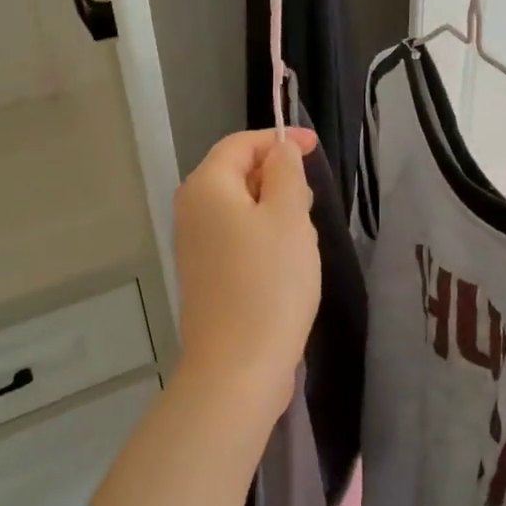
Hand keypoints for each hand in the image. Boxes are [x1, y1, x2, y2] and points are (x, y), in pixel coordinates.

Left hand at [173, 128, 322, 421]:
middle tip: (313, 195)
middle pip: (234, 174)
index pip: (240, 144)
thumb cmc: (270, 283)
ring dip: (271, 207)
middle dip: (275, 175)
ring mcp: (194, 247)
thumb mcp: (289, 217)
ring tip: (305, 227)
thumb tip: (280, 149)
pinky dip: (261, 235)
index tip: (315, 147)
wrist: (238, 365)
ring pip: (237, 208)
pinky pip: (235, 238)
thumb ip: (285, 173)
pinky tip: (286, 258)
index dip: (279, 140)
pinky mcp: (205, 276)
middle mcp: (190, 211)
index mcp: (206, 187)